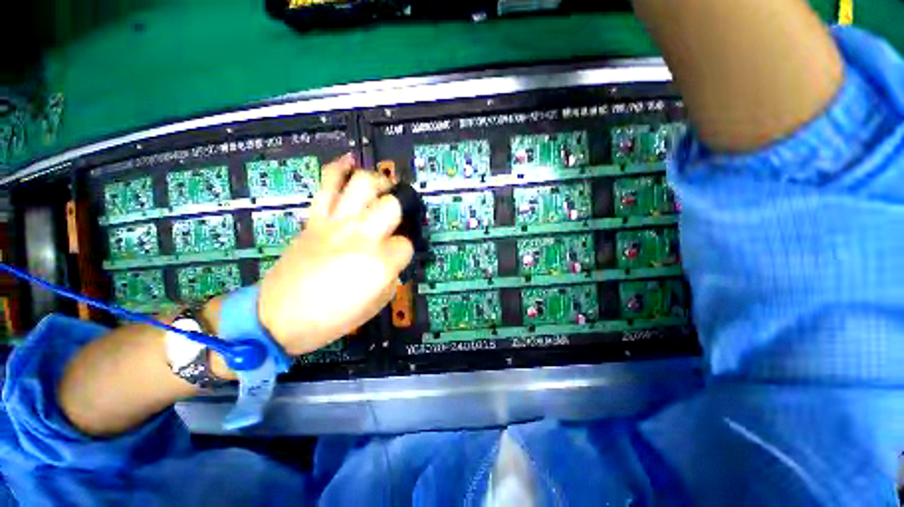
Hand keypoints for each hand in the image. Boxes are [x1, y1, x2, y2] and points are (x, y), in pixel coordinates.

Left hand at [257, 154, 412, 355]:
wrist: (278, 317)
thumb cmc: (332, 317)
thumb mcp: (377, 303)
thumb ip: (392, 275)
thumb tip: (394, 258)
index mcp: (380, 263)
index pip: (407, 244)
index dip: (407, 249)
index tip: (399, 255)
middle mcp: (362, 236)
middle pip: (392, 204)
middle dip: (402, 205)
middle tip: (401, 210)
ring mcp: (336, 223)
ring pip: (362, 184)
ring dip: (378, 181)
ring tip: (382, 187)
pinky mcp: (315, 219)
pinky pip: (327, 183)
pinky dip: (339, 167)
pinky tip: (350, 162)